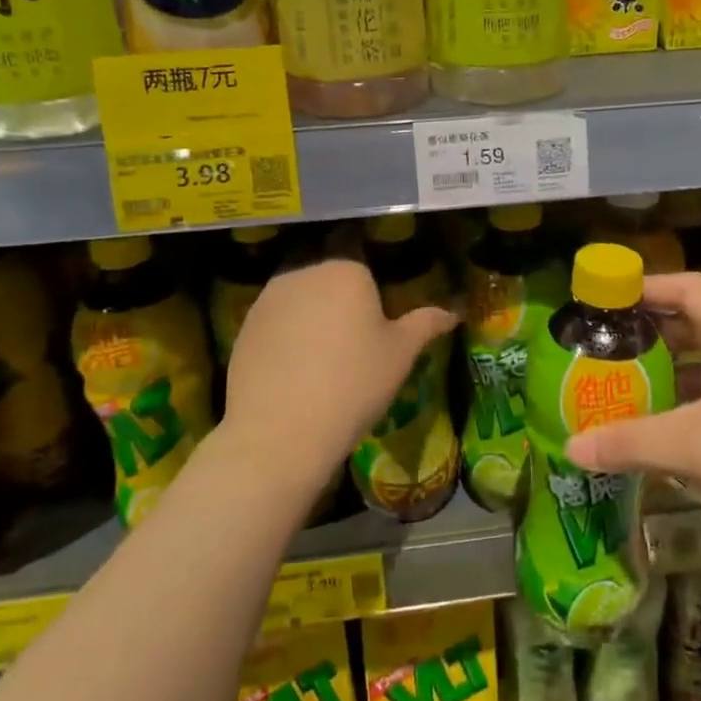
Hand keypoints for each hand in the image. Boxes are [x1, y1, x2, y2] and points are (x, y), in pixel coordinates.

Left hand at [223, 258, 458, 492]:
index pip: (366, 269)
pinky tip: (293, 372)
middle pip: (330, 280)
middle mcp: (304, 272)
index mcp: (346, 270)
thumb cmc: (353, 385)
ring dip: (312, 318)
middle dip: (341, 303)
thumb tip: (456, 309)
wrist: (280, 431)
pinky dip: (286, 337)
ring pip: (301, 299)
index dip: (374, 300)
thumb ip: (427, 322)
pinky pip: (276, 322)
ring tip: (322, 362)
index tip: (377, 332)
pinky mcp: (244, 325)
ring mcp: (268, 298)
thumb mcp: (401, 355)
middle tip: (353, 347)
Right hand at [565, 272, 700, 571]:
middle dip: (661, 330)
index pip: (691, 288)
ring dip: (687, 365)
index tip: (611, 295)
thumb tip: (570, 448)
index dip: (649, 287)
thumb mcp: (694, 450)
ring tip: (645, 382)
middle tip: (618, 343)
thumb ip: (629, 443)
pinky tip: (690, 423)